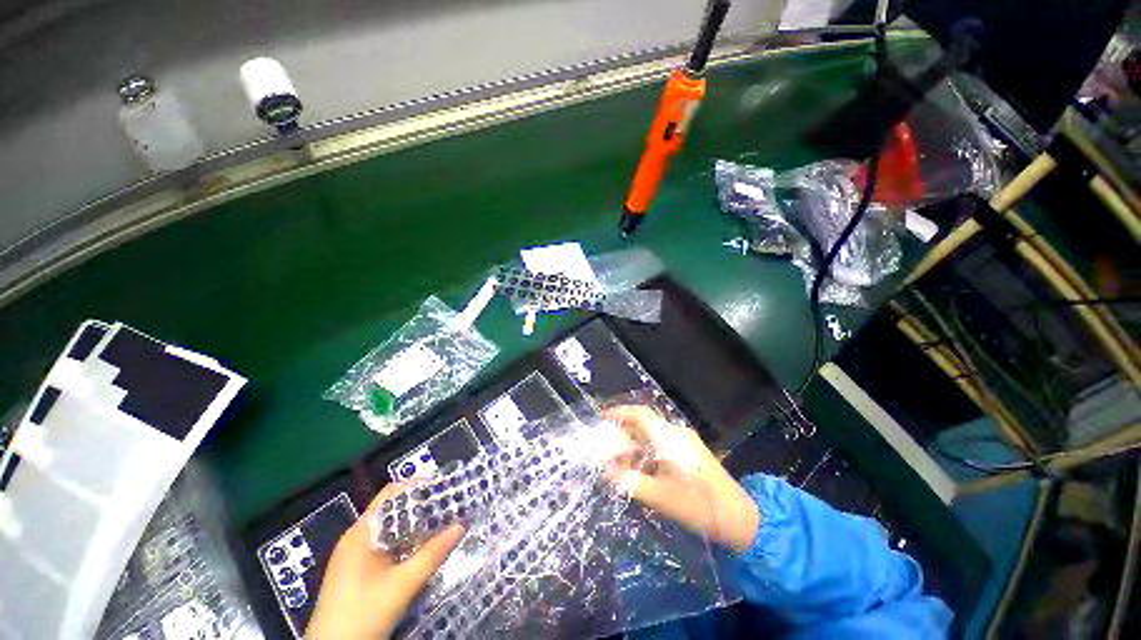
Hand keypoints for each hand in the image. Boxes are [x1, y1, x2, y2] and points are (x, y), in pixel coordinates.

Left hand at [306, 484, 464, 639]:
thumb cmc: (362, 615)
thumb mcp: (402, 586)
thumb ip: (432, 554)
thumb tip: (461, 526)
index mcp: (360, 534)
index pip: (390, 495)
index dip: (416, 485)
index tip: (443, 482)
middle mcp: (357, 539)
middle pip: (392, 512)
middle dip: (421, 506)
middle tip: (450, 501)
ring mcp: (356, 557)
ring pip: (391, 531)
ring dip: (416, 526)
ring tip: (445, 520)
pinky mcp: (359, 573)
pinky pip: (387, 548)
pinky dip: (407, 543)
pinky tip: (425, 547)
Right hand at [603, 405, 760, 552]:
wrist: (738, 517)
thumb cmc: (697, 505)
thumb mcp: (659, 496)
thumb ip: (629, 482)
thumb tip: (605, 472)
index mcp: (669, 438)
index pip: (640, 414)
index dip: (619, 413)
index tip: (602, 419)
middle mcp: (675, 433)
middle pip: (642, 426)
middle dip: (622, 437)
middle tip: (606, 454)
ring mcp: (683, 442)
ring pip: (650, 437)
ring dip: (633, 448)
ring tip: (618, 465)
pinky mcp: (688, 452)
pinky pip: (660, 446)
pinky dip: (645, 454)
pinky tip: (638, 470)